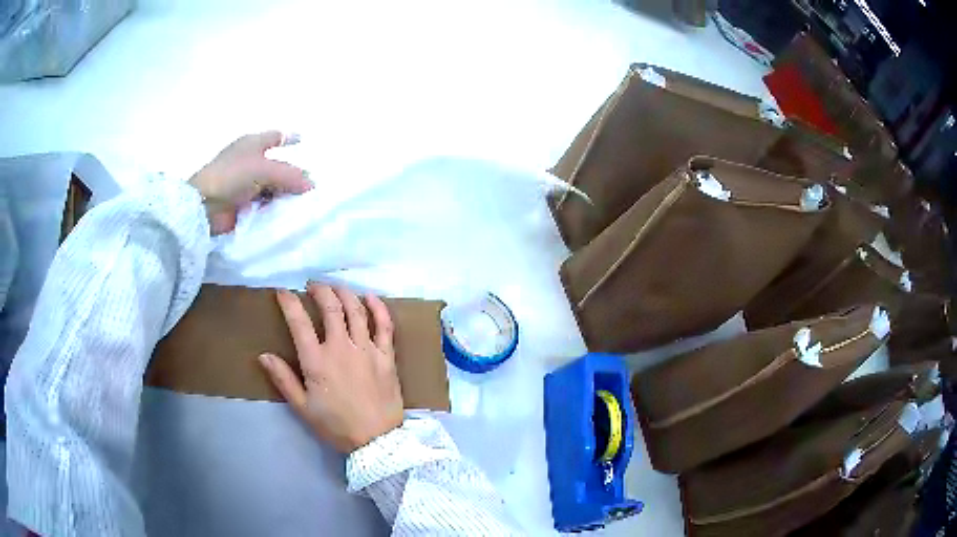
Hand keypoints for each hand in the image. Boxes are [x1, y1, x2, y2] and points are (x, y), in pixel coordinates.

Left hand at [189, 131, 312, 234]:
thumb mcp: (265, 169)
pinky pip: (264, 204)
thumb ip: (290, 174)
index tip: (303, 141)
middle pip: (276, 165)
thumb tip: (311, 183)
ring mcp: (244, 184)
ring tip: (303, 203)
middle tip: (311, 185)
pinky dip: (274, 207)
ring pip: (271, 186)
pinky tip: (287, 214)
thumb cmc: (232, 176)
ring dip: (284, 194)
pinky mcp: (242, 205)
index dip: (289, 138)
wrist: (204, 206)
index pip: (275, 137)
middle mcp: (249, 161)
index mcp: (252, 144)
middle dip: (291, 174)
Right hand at [258, 283, 404, 452]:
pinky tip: (370, 297)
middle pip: (331, 307)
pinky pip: (384, 325)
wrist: (377, 440)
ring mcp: (367, 349)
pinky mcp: (386, 356)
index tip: (282, 292)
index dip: (289, 302)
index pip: (299, 322)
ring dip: (345, 293)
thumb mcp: (303, 407)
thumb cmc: (336, 426)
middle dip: (320, 291)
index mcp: (317, 361)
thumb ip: (283, 379)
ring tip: (335, 288)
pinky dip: (378, 307)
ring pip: (356, 310)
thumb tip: (263, 355)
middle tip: (312, 286)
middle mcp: (342, 348)